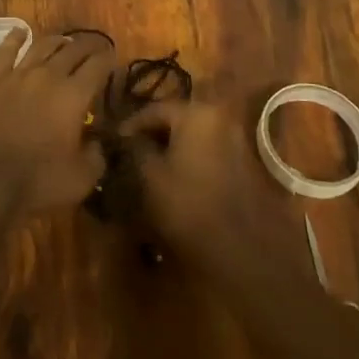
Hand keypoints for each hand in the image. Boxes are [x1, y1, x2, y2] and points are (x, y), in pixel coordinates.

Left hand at [0, 29, 112, 214]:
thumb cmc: (38, 182)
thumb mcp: (82, 178)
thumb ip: (97, 154)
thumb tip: (99, 140)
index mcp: (74, 95)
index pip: (98, 66)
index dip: (109, 60)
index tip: (113, 61)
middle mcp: (48, 76)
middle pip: (73, 49)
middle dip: (88, 46)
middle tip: (96, 48)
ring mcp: (18, 75)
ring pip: (42, 45)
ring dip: (58, 41)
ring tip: (66, 41)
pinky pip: (5, 51)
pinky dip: (15, 38)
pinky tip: (20, 31)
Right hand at [122, 98, 297, 271]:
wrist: (244, 249)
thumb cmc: (190, 206)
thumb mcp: (151, 176)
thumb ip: (137, 148)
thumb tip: (128, 137)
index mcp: (196, 114)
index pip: (154, 109)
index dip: (131, 124)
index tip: (114, 140)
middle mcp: (219, 118)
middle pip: (176, 118)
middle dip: (153, 133)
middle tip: (131, 150)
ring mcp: (236, 139)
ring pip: (193, 135)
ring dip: (171, 145)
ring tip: (150, 164)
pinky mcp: (244, 161)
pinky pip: (208, 149)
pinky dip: (189, 156)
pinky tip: (175, 175)